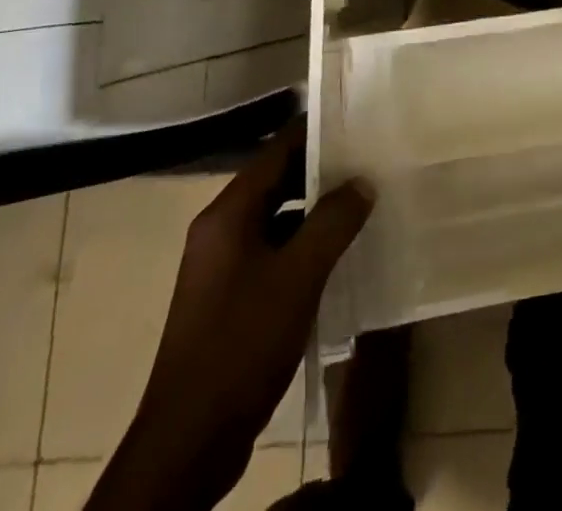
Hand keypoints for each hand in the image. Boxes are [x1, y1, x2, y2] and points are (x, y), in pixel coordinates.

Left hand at [87, 119, 372, 510]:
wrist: (189, 442)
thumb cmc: (242, 344)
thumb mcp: (299, 277)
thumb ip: (334, 221)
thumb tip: (363, 181)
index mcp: (228, 214)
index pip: (277, 149)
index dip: (318, 131)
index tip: (359, 119)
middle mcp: (220, 230)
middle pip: (277, 181)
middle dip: (323, 170)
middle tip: (372, 159)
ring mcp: (222, 266)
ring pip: (277, 218)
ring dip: (316, 209)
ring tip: (365, 201)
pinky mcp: (230, 297)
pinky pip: (274, 250)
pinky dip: (305, 243)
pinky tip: (340, 253)